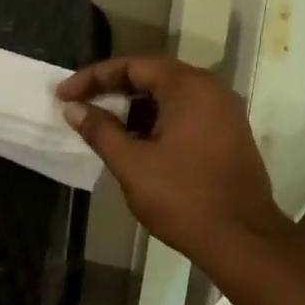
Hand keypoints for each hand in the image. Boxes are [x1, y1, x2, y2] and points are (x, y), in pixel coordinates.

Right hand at [58, 56, 286, 268]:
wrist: (241, 238)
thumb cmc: (182, 197)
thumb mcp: (132, 164)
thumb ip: (100, 131)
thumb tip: (73, 109)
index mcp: (188, 87)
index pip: (133, 66)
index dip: (93, 78)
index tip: (63, 96)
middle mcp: (211, 90)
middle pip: (153, 76)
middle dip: (113, 90)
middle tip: (80, 105)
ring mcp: (224, 113)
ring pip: (170, 97)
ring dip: (135, 108)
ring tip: (103, 127)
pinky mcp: (229, 136)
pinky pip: (186, 115)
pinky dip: (157, 121)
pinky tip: (136, 144)